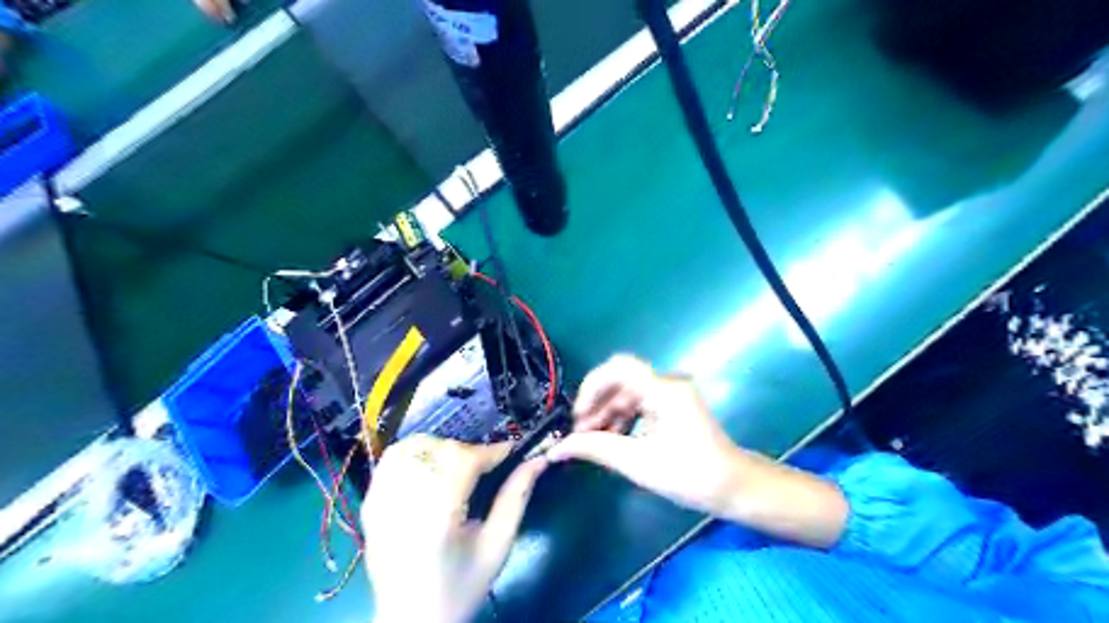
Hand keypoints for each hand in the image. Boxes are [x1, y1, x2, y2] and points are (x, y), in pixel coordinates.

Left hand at [362, 434, 547, 622]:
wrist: (411, 621)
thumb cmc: (461, 587)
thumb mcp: (497, 546)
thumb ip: (517, 498)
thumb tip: (538, 460)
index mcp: (438, 517)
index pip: (464, 461)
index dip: (491, 451)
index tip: (510, 451)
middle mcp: (404, 503)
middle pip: (439, 450)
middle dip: (468, 451)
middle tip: (485, 467)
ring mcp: (381, 501)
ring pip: (413, 447)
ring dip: (440, 448)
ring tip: (457, 465)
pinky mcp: (370, 503)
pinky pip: (390, 460)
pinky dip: (413, 453)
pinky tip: (429, 467)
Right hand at [548, 358, 850, 546]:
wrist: (734, 488)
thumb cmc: (690, 475)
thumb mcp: (638, 462)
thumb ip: (596, 448)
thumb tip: (557, 448)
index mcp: (664, 390)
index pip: (618, 367)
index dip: (592, 385)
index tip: (578, 414)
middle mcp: (667, 384)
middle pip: (620, 381)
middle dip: (596, 404)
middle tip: (579, 433)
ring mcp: (671, 395)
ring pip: (627, 393)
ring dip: (606, 413)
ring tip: (591, 440)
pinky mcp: (672, 407)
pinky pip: (639, 404)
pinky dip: (621, 418)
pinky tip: (611, 439)